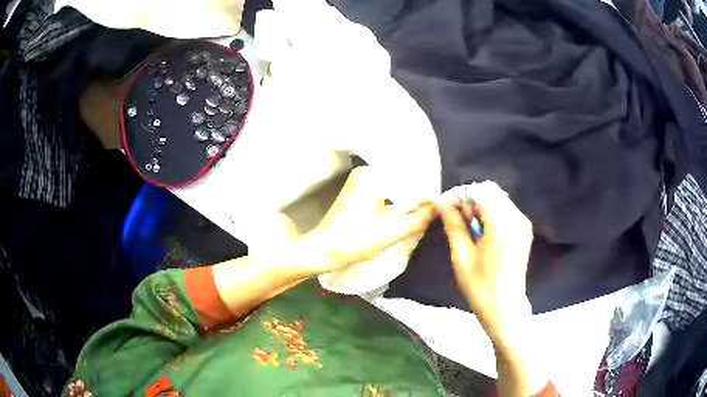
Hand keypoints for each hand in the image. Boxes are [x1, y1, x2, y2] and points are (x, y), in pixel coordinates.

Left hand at [302, 166, 435, 273]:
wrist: (323, 251)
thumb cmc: (354, 240)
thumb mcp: (391, 231)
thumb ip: (419, 217)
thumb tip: (439, 206)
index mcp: (372, 174)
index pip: (408, 177)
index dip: (425, 192)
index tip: (441, 204)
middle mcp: (366, 171)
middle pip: (401, 181)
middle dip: (417, 196)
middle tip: (436, 208)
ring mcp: (361, 181)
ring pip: (394, 188)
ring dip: (407, 200)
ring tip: (425, 210)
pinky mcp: (358, 192)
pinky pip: (385, 193)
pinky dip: (396, 202)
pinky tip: (407, 212)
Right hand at [437, 182, 533, 343]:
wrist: (505, 307)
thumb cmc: (480, 287)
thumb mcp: (462, 257)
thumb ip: (454, 225)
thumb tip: (441, 203)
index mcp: (502, 227)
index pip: (480, 192)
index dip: (460, 194)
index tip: (444, 205)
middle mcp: (517, 219)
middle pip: (491, 191)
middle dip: (470, 198)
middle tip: (455, 217)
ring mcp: (523, 224)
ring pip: (498, 198)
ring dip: (480, 205)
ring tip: (467, 225)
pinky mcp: (524, 229)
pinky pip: (505, 209)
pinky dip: (490, 212)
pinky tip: (481, 230)